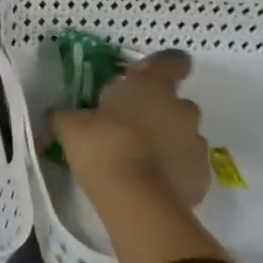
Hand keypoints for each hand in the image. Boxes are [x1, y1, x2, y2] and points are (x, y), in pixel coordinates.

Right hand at [50, 50, 210, 208]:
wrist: (137, 200)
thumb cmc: (103, 146)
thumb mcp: (70, 125)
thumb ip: (68, 114)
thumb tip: (60, 114)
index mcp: (153, 87)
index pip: (172, 62)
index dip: (162, 67)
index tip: (144, 77)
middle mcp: (182, 110)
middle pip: (175, 103)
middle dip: (155, 111)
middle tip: (126, 126)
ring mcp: (197, 144)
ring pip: (181, 135)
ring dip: (164, 141)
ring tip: (135, 159)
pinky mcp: (201, 177)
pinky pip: (185, 166)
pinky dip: (170, 170)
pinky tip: (146, 182)